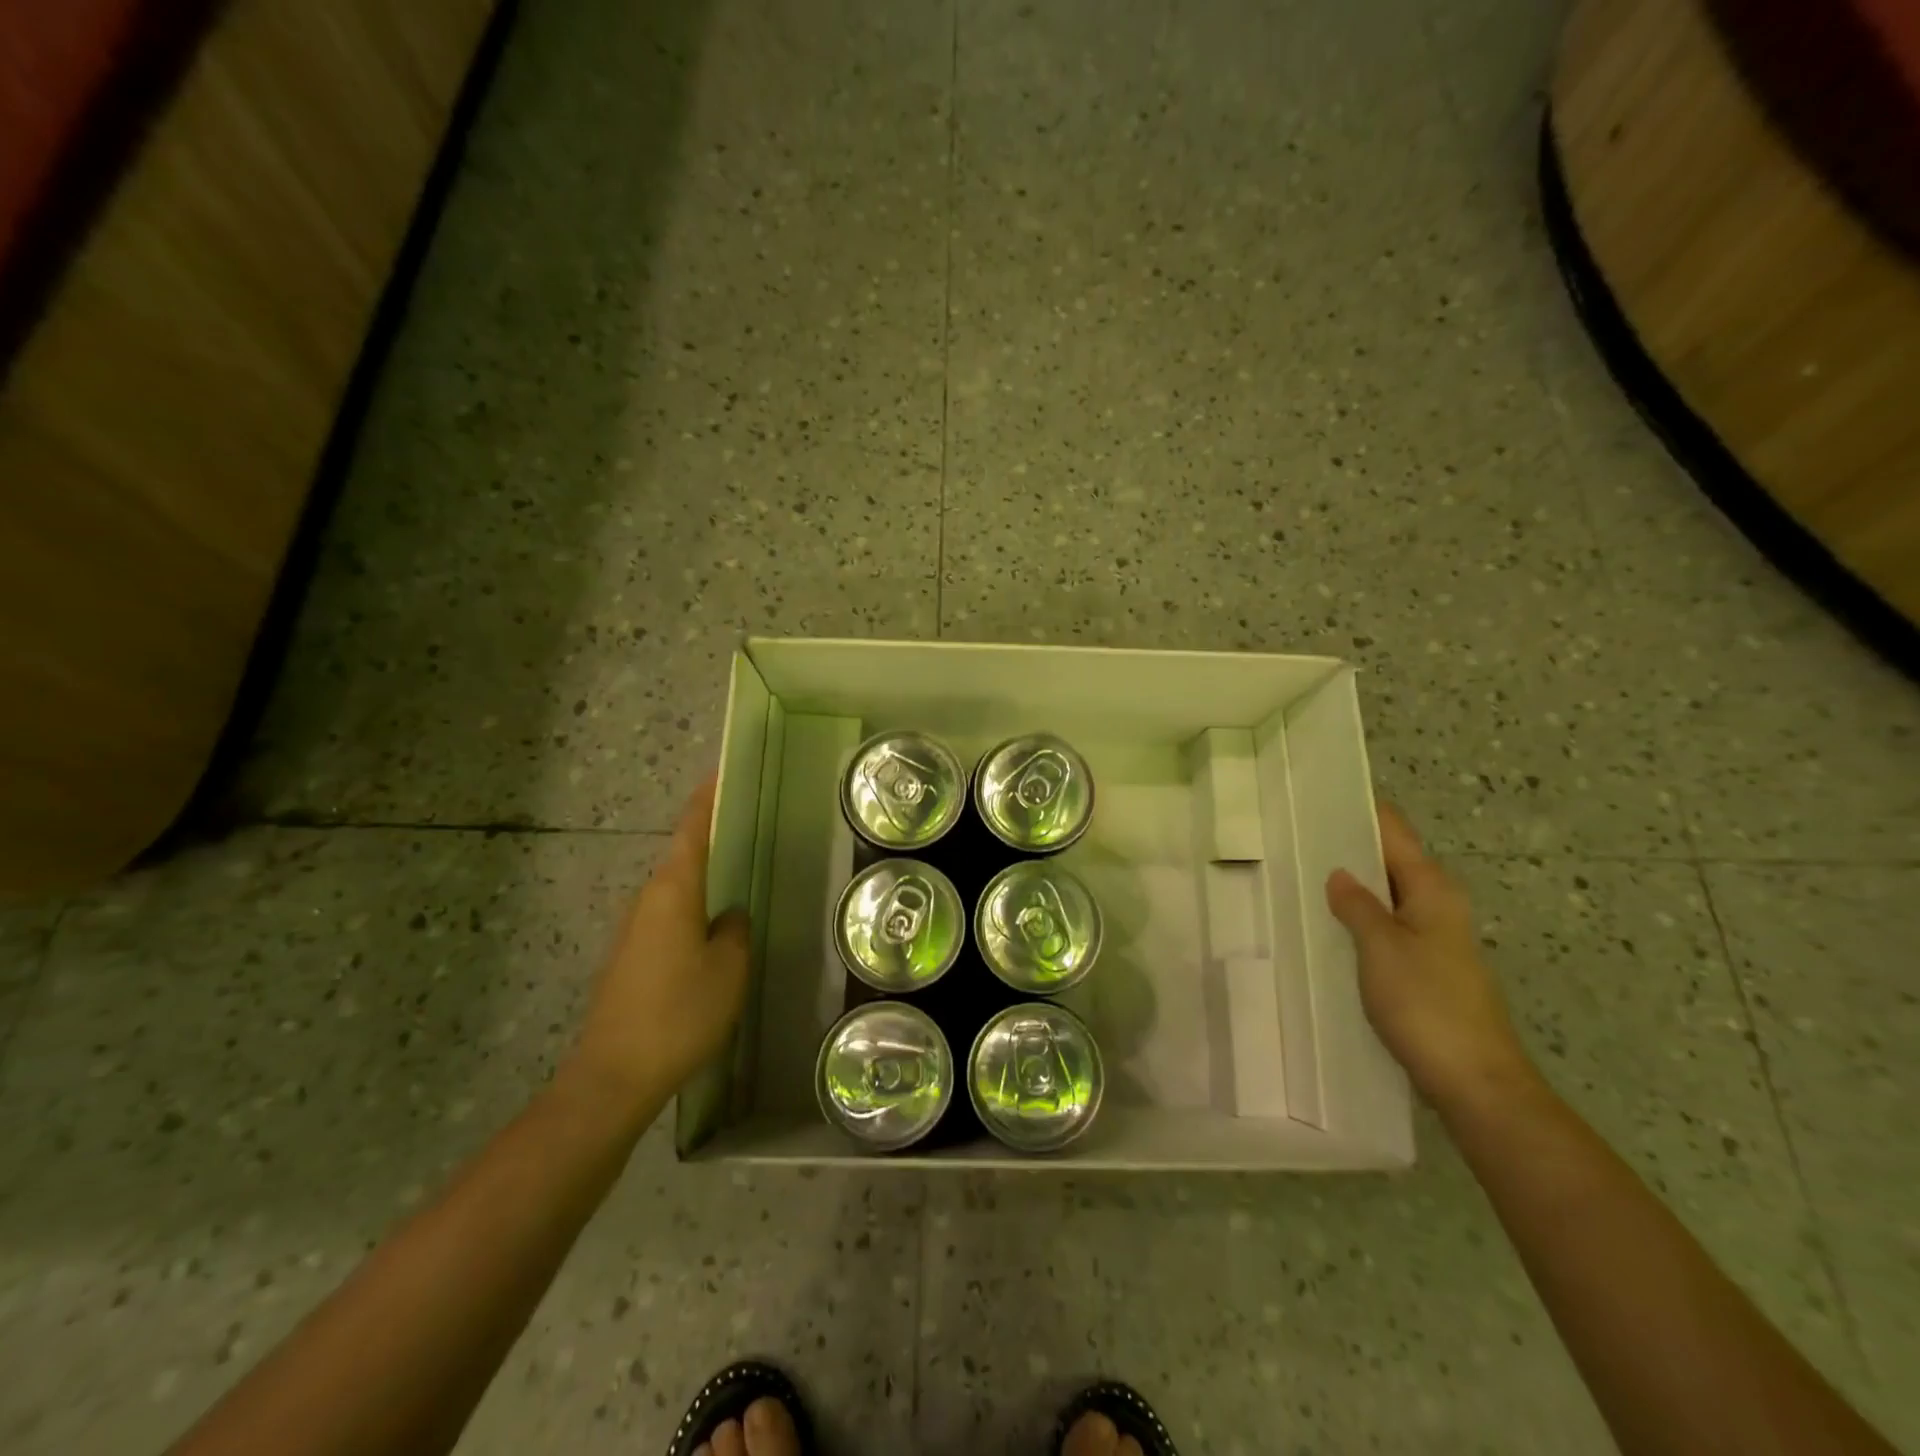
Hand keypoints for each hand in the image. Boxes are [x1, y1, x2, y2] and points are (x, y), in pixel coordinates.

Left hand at [568, 776, 750, 1118]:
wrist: (614, 1076)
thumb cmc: (679, 1012)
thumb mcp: (728, 968)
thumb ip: (736, 930)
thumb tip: (731, 915)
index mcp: (673, 889)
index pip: (693, 828)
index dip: (709, 797)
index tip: (725, 770)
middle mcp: (648, 898)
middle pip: (684, 854)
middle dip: (715, 836)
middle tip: (754, 825)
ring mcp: (635, 928)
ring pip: (678, 888)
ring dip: (707, 877)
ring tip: (744, 874)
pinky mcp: (631, 957)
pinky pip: (671, 916)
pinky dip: (696, 908)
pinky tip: (718, 929)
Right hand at [1325, 803, 1534, 1113]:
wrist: (1475, 1082)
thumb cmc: (1427, 1005)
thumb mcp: (1381, 948)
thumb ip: (1357, 906)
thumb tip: (1340, 874)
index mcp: (1432, 889)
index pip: (1394, 832)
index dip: (1361, 811)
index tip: (1319, 796)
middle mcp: (1437, 906)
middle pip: (1390, 861)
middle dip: (1348, 848)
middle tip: (1294, 836)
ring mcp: (1433, 940)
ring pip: (1386, 897)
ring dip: (1352, 887)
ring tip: (1300, 875)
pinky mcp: (1425, 970)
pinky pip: (1386, 928)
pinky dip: (1358, 919)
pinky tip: (1327, 927)